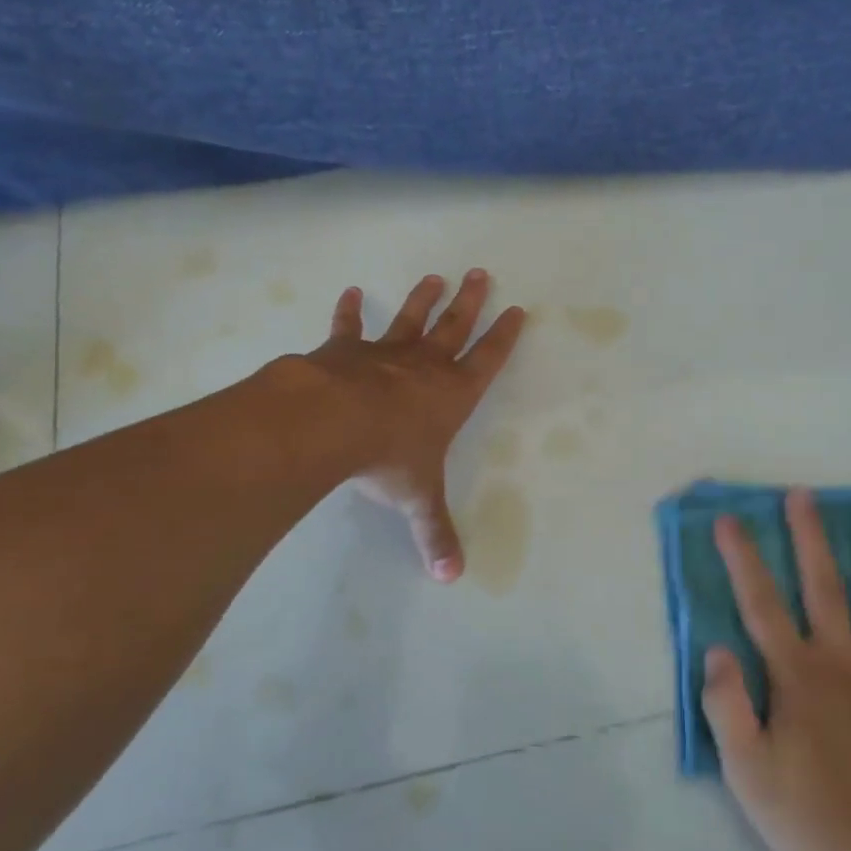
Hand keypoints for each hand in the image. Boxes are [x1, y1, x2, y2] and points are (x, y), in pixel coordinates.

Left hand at [303, 269, 523, 581]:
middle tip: (480, 273)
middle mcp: (425, 367)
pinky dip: (349, 311)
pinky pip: (349, 326)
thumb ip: (434, 533)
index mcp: (452, 395)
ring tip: (434, 277)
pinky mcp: (345, 350)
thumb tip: (451, 577)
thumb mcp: (417, 498)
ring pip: (411, 319)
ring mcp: (385, 354)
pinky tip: (351, 292)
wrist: (333, 423)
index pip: (488, 360)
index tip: (517, 309)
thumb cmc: (388, 457)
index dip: (504, 337)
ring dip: (423, 299)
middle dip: (470, 302)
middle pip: (455, 327)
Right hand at [702, 492, 850, 850]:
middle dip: (809, 536)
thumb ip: (727, 706)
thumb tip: (715, 650)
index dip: (742, 558)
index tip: (729, 519)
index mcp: (796, 674)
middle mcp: (842, 660)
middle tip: (803, 494)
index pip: (760, 603)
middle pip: (823, 585)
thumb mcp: (749, 773)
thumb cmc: (817, 819)